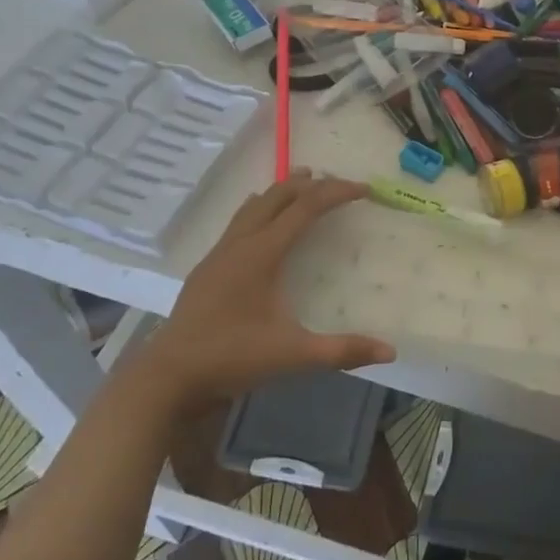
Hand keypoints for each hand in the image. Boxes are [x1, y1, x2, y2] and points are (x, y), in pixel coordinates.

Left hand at [136, 173, 394, 408]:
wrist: (168, 377)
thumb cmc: (232, 359)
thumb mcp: (293, 356)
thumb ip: (342, 351)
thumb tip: (390, 352)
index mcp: (261, 254)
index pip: (305, 208)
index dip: (336, 193)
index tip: (364, 189)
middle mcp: (239, 244)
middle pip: (277, 196)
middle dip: (310, 184)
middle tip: (339, 182)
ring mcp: (219, 254)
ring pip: (254, 206)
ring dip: (282, 191)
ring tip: (304, 183)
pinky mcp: (208, 268)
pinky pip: (239, 222)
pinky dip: (261, 209)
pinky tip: (263, 221)